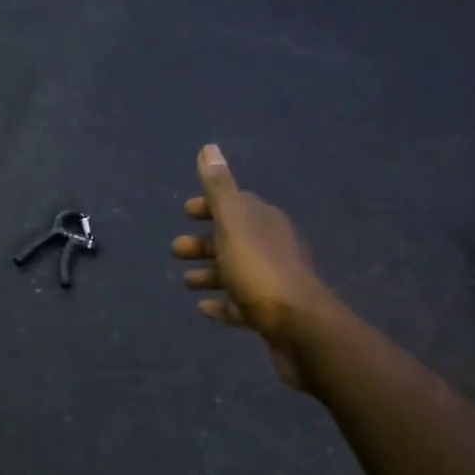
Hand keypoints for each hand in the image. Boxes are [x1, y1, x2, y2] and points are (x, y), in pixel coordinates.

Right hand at [172, 144, 333, 387]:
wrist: (298, 326)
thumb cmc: (260, 269)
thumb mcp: (234, 223)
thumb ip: (220, 188)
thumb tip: (209, 148)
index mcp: (264, 221)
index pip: (236, 205)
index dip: (210, 206)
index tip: (185, 212)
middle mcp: (272, 246)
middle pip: (233, 239)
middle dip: (204, 242)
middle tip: (175, 250)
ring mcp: (273, 282)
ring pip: (236, 272)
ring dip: (210, 273)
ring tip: (185, 281)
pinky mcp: (271, 315)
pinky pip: (241, 305)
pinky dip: (222, 304)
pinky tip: (203, 308)